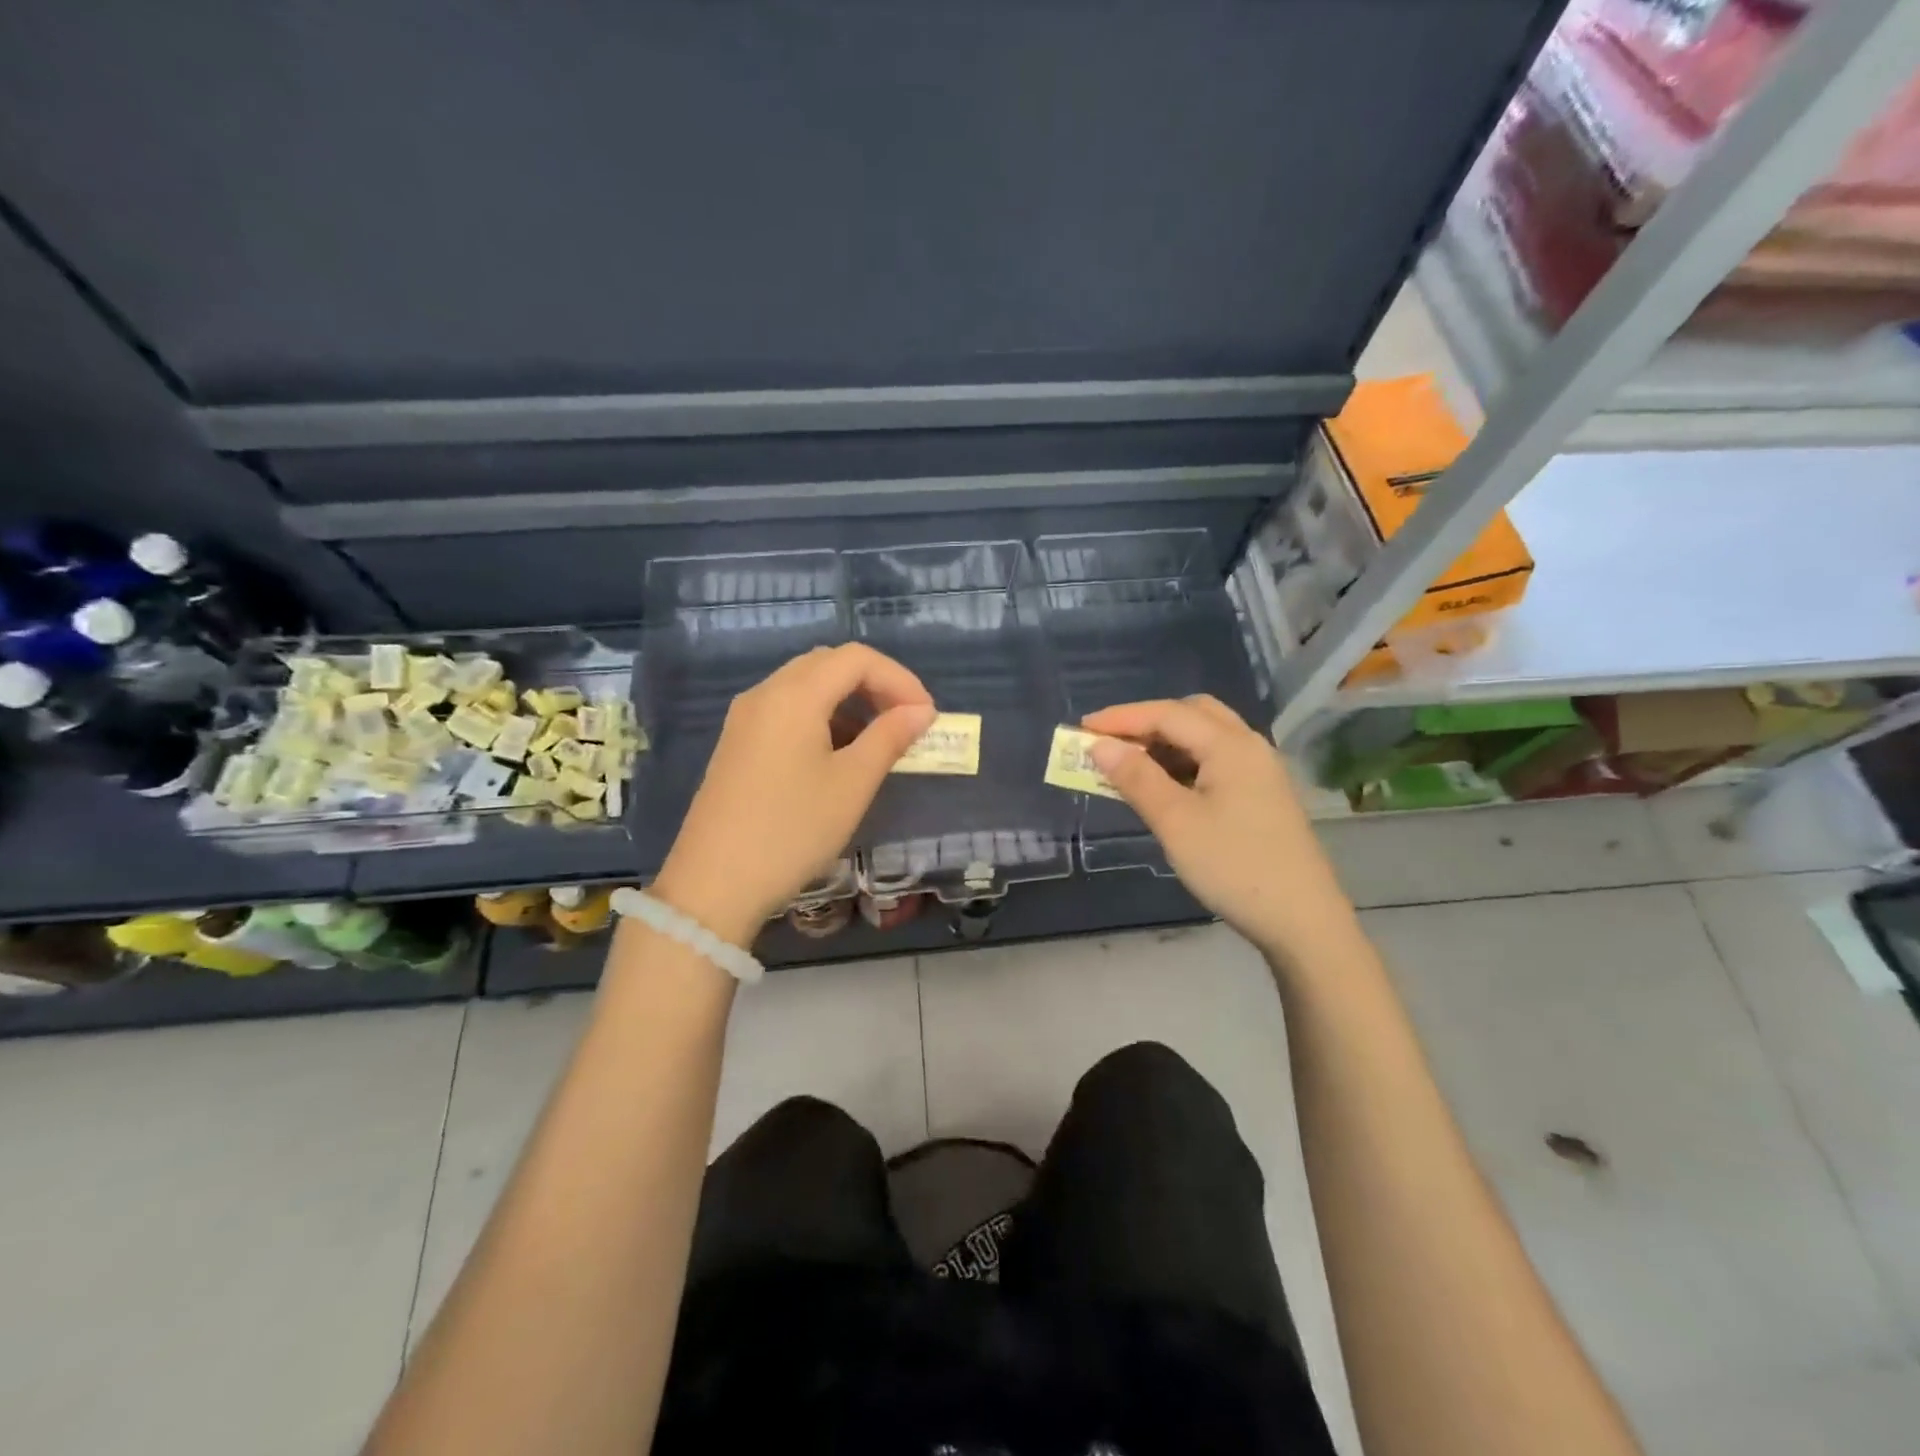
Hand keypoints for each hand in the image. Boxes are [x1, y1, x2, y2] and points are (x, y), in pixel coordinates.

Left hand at [652, 645, 935, 945]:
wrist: (713, 884)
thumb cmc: (792, 830)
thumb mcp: (852, 784)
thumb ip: (889, 738)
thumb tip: (920, 711)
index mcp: (794, 695)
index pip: (857, 658)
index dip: (899, 679)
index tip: (926, 716)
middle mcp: (765, 693)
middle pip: (829, 664)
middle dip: (875, 685)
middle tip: (906, 722)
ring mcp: (745, 718)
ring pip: (806, 686)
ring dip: (849, 701)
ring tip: (878, 741)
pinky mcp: (737, 743)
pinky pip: (786, 710)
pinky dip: (822, 718)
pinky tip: (838, 754)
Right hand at [1081, 696, 1356, 962]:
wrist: (1302, 921)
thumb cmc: (1233, 867)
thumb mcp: (1176, 822)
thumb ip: (1137, 778)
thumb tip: (1101, 746)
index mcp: (1231, 745)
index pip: (1167, 714)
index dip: (1121, 717)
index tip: (1081, 728)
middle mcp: (1249, 747)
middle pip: (1192, 714)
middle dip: (1147, 722)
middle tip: (1110, 744)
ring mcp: (1260, 771)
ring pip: (1206, 737)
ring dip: (1165, 743)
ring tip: (1129, 766)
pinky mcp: (1262, 795)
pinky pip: (1216, 761)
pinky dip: (1184, 763)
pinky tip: (1165, 787)